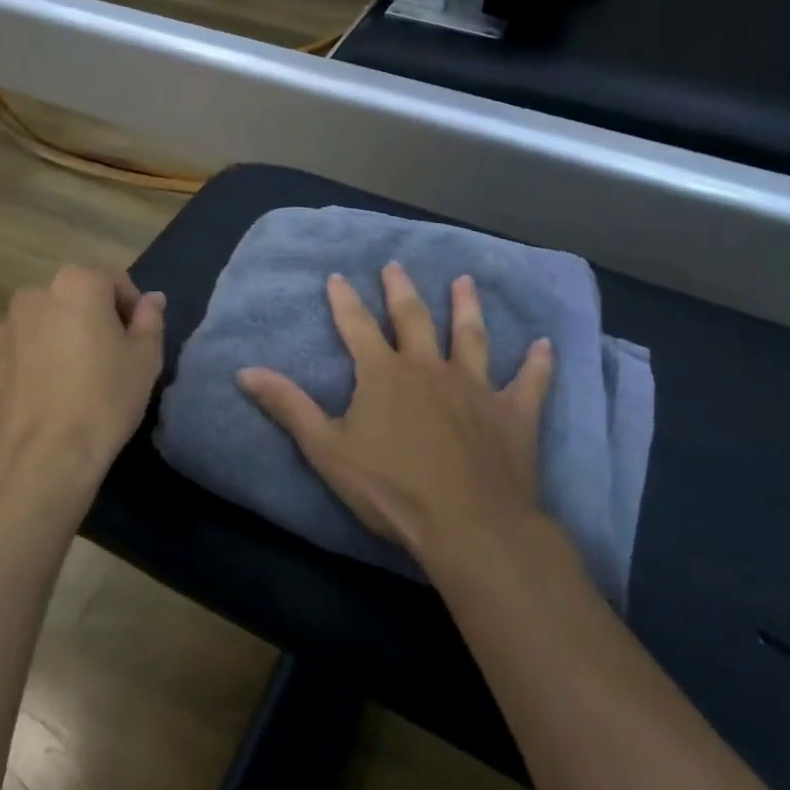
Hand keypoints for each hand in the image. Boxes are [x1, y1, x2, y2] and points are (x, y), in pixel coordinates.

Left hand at [0, 265, 165, 508]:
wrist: (44, 457)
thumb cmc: (105, 399)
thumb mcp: (145, 358)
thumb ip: (150, 319)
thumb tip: (152, 299)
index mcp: (77, 284)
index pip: (113, 279)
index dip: (131, 306)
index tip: (137, 338)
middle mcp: (35, 294)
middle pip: (74, 297)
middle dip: (92, 317)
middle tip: (108, 357)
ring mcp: (3, 327)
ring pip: (43, 322)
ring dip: (59, 336)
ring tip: (73, 377)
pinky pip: (18, 350)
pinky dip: (32, 361)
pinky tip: (45, 394)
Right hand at [237, 264, 553, 566]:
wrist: (468, 524)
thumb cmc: (390, 488)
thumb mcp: (326, 449)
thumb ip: (288, 406)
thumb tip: (244, 371)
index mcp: (383, 374)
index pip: (356, 326)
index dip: (344, 300)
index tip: (336, 275)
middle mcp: (428, 368)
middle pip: (412, 319)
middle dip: (400, 291)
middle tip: (396, 265)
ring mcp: (474, 387)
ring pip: (470, 337)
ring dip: (466, 308)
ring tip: (464, 282)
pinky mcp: (512, 413)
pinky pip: (528, 382)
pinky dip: (538, 363)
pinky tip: (545, 344)